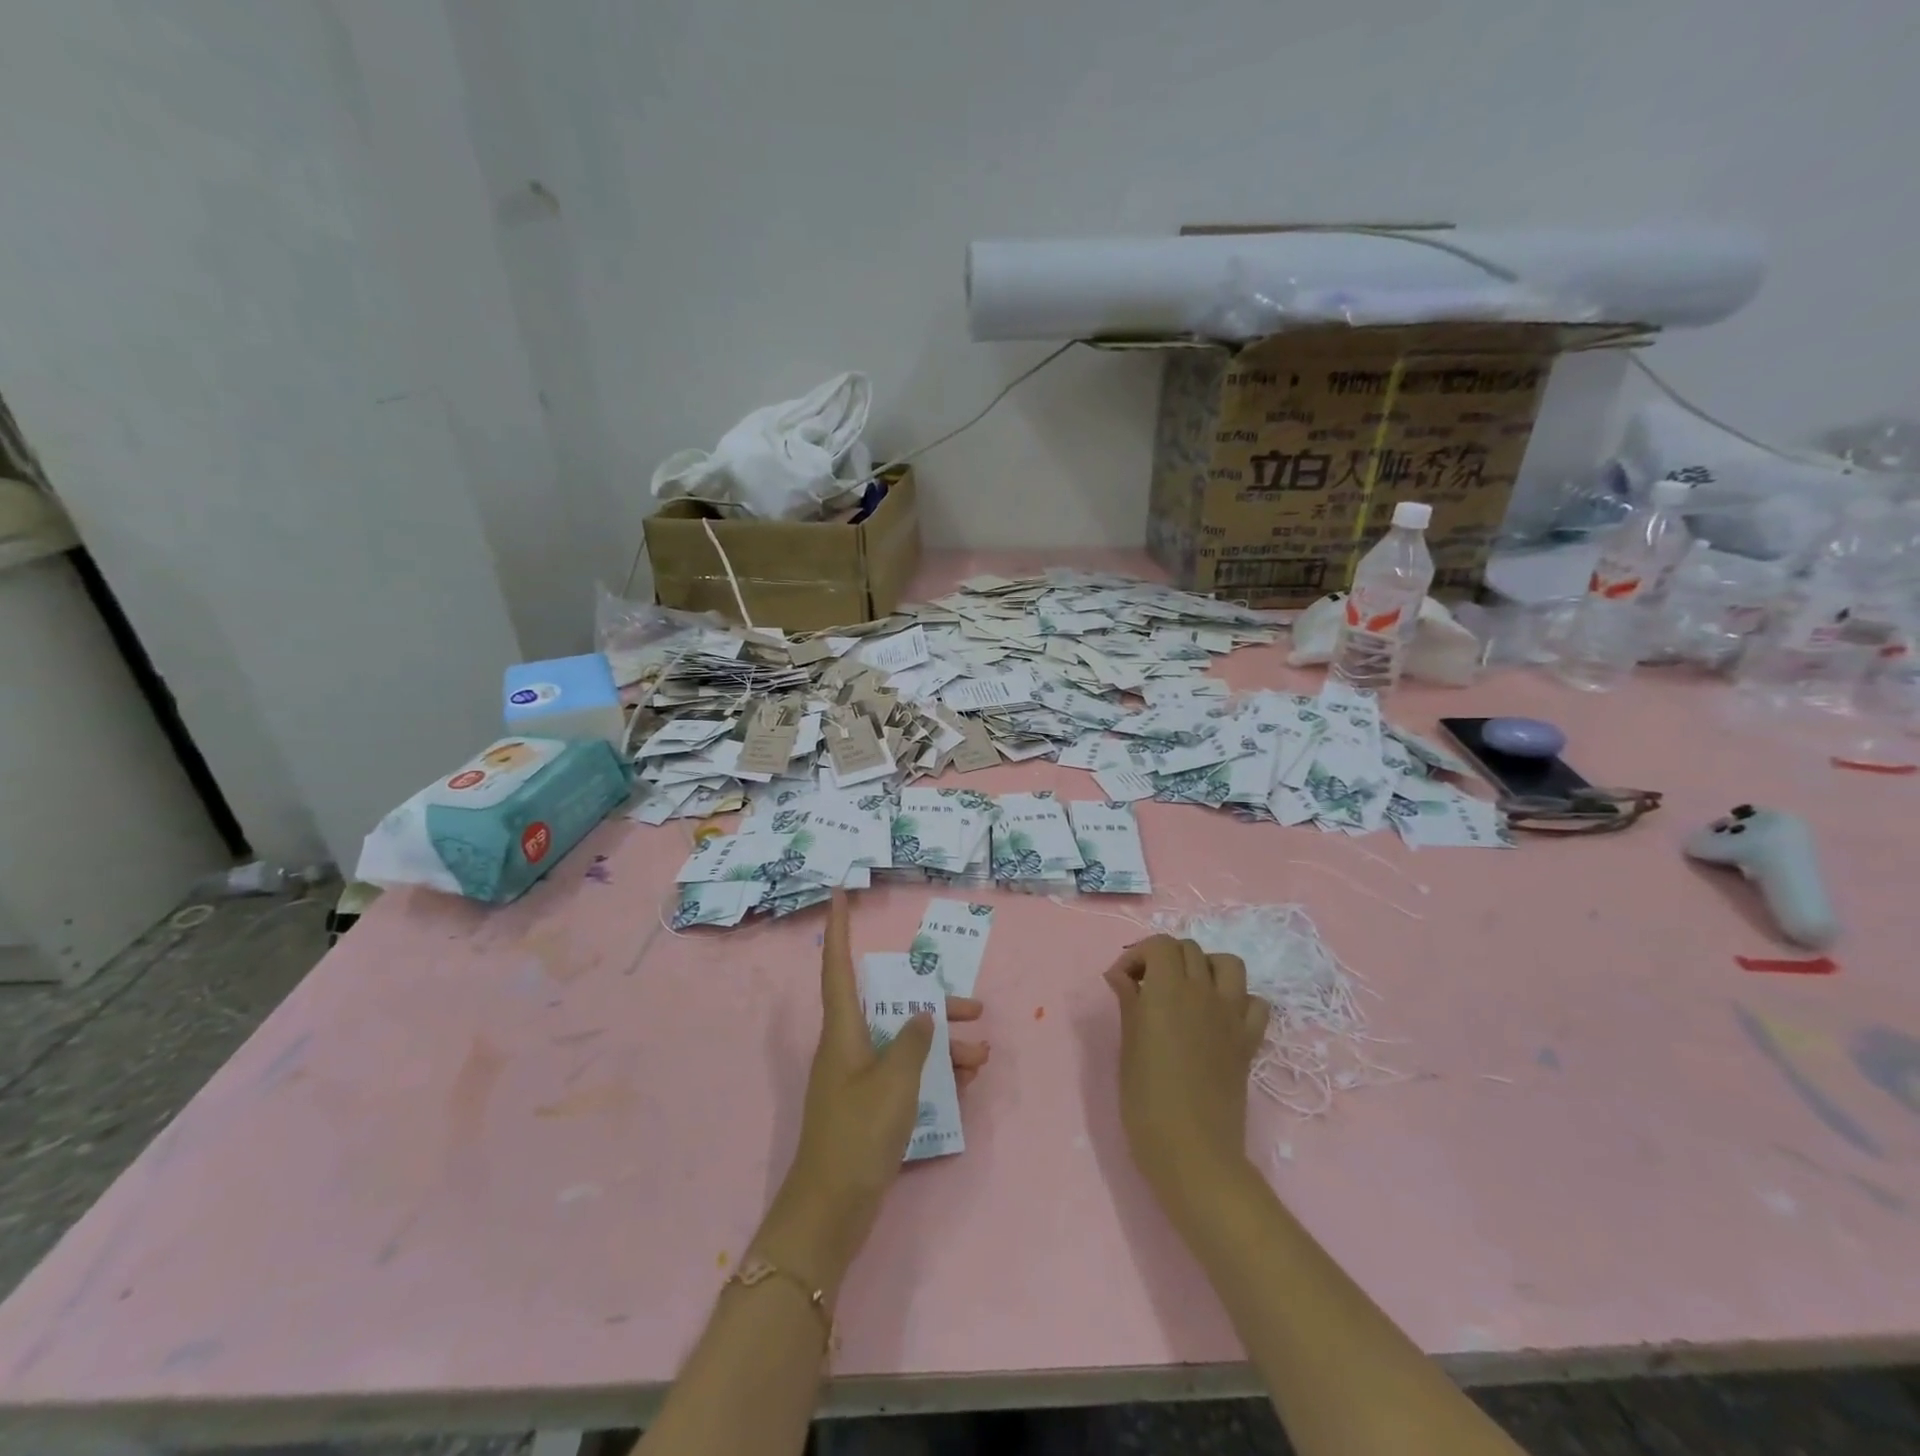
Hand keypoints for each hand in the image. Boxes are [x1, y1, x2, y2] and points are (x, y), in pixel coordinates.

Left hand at [752, 890, 988, 1293]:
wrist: (832, 1211)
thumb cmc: (858, 1135)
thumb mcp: (894, 1083)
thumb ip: (913, 1042)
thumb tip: (921, 1015)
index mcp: (843, 1031)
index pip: (837, 967)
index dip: (838, 929)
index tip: (839, 895)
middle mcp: (848, 1046)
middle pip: (890, 1007)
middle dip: (932, 1004)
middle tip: (975, 1007)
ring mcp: (857, 1078)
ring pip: (904, 1044)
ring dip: (942, 1046)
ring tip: (982, 1057)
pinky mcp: (868, 1108)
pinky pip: (905, 1076)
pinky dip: (933, 1074)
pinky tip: (965, 1083)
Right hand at [1104, 935, 1268, 1226]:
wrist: (1192, 1151)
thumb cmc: (1146, 1099)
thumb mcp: (1128, 1045)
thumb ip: (1129, 1002)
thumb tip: (1120, 975)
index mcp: (1168, 989)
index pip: (1159, 945)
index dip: (1137, 955)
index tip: (1121, 982)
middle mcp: (1203, 992)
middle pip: (1189, 949)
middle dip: (1165, 958)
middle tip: (1146, 987)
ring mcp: (1231, 1015)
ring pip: (1227, 964)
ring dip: (1205, 967)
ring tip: (1186, 991)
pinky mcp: (1249, 1041)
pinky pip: (1254, 1003)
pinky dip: (1238, 1000)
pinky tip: (1219, 1017)